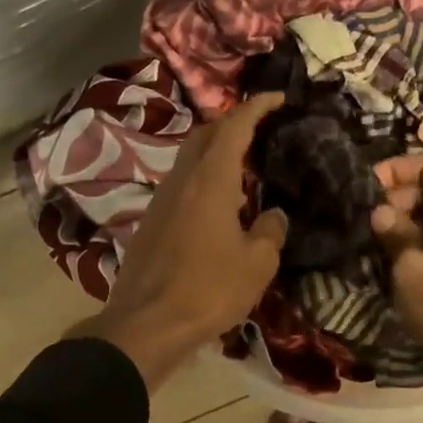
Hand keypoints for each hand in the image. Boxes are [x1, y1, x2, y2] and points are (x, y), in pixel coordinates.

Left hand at [72, 94, 289, 390]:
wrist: (146, 325)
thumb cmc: (208, 290)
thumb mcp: (257, 264)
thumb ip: (270, 232)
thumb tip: (274, 216)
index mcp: (210, 180)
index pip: (233, 127)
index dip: (255, 107)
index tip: (277, 97)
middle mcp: (181, 181)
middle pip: (204, 135)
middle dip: (231, 123)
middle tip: (259, 128)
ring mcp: (160, 201)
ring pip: (188, 160)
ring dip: (214, 153)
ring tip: (243, 167)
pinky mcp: (150, 223)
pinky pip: (180, 186)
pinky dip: (202, 180)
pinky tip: (218, 205)